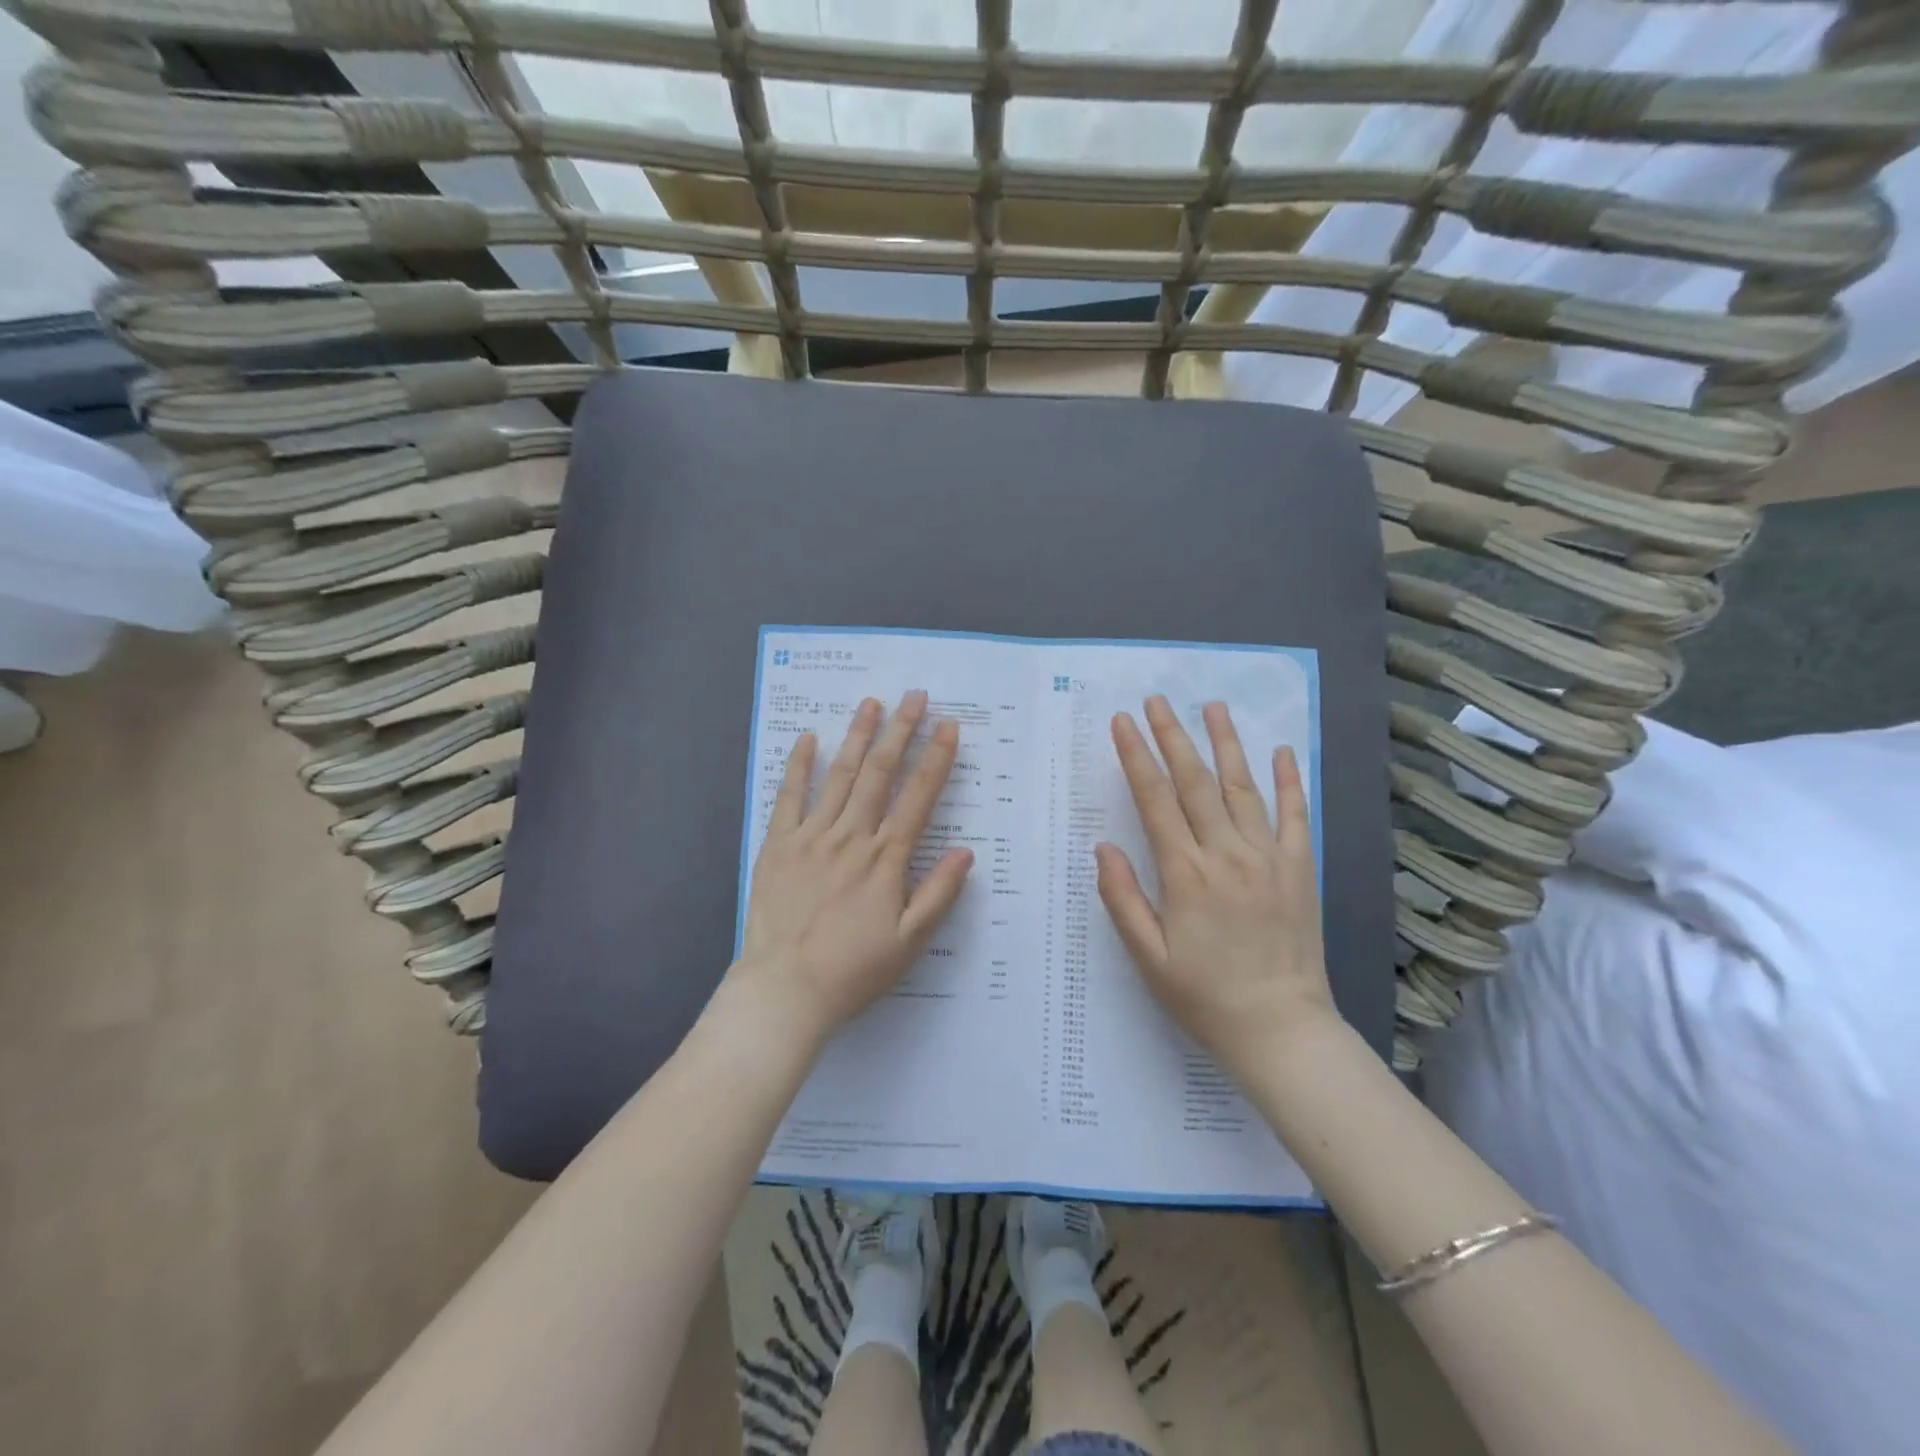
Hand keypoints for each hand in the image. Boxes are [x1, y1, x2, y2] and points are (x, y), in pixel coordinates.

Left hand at [735, 691, 974, 1043]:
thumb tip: (967, 851)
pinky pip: (789, 797)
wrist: (785, 990)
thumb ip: (938, 894)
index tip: (949, 726)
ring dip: (858, 736)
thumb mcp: (909, 942)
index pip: (918, 797)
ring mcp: (812, 837)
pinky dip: (800, 765)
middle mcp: (852, 837)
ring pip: (841, 776)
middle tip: (914, 696)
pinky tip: (809, 739)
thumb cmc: (853, 969)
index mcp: (886, 859)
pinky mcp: (778, 844)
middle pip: (881, 774)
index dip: (936, 758)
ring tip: (872, 703)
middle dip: (901, 731)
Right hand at [1096, 696, 1333, 1070]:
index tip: (1123, 722)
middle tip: (1157, 701)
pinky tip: (1282, 751)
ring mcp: (1267, 858)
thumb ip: (1122, 898)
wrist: (1281, 1030)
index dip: (1136, 756)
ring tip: (1212, 706)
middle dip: (1172, 736)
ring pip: (1242, 787)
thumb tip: (1103, 847)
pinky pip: (1294, 815)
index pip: (1154, 799)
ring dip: (1225, 744)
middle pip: (1194, 782)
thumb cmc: (1204, 996)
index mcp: (1185, 874)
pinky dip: (1289, 781)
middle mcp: (1226, 854)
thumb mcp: (1148, 958)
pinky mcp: (1298, 870)